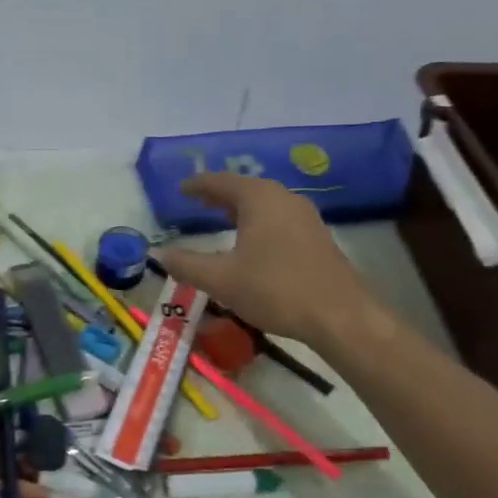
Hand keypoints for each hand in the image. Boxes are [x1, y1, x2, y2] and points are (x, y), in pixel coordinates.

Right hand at [152, 174, 376, 344]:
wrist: (340, 316)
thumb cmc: (275, 289)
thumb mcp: (221, 279)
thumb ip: (186, 264)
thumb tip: (157, 254)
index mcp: (259, 199)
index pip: (221, 182)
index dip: (198, 184)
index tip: (180, 188)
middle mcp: (284, 199)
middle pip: (245, 189)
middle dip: (219, 195)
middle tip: (196, 201)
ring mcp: (305, 217)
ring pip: (264, 204)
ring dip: (240, 209)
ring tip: (220, 218)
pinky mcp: (316, 238)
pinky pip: (278, 219)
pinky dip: (257, 222)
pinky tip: (251, 241)